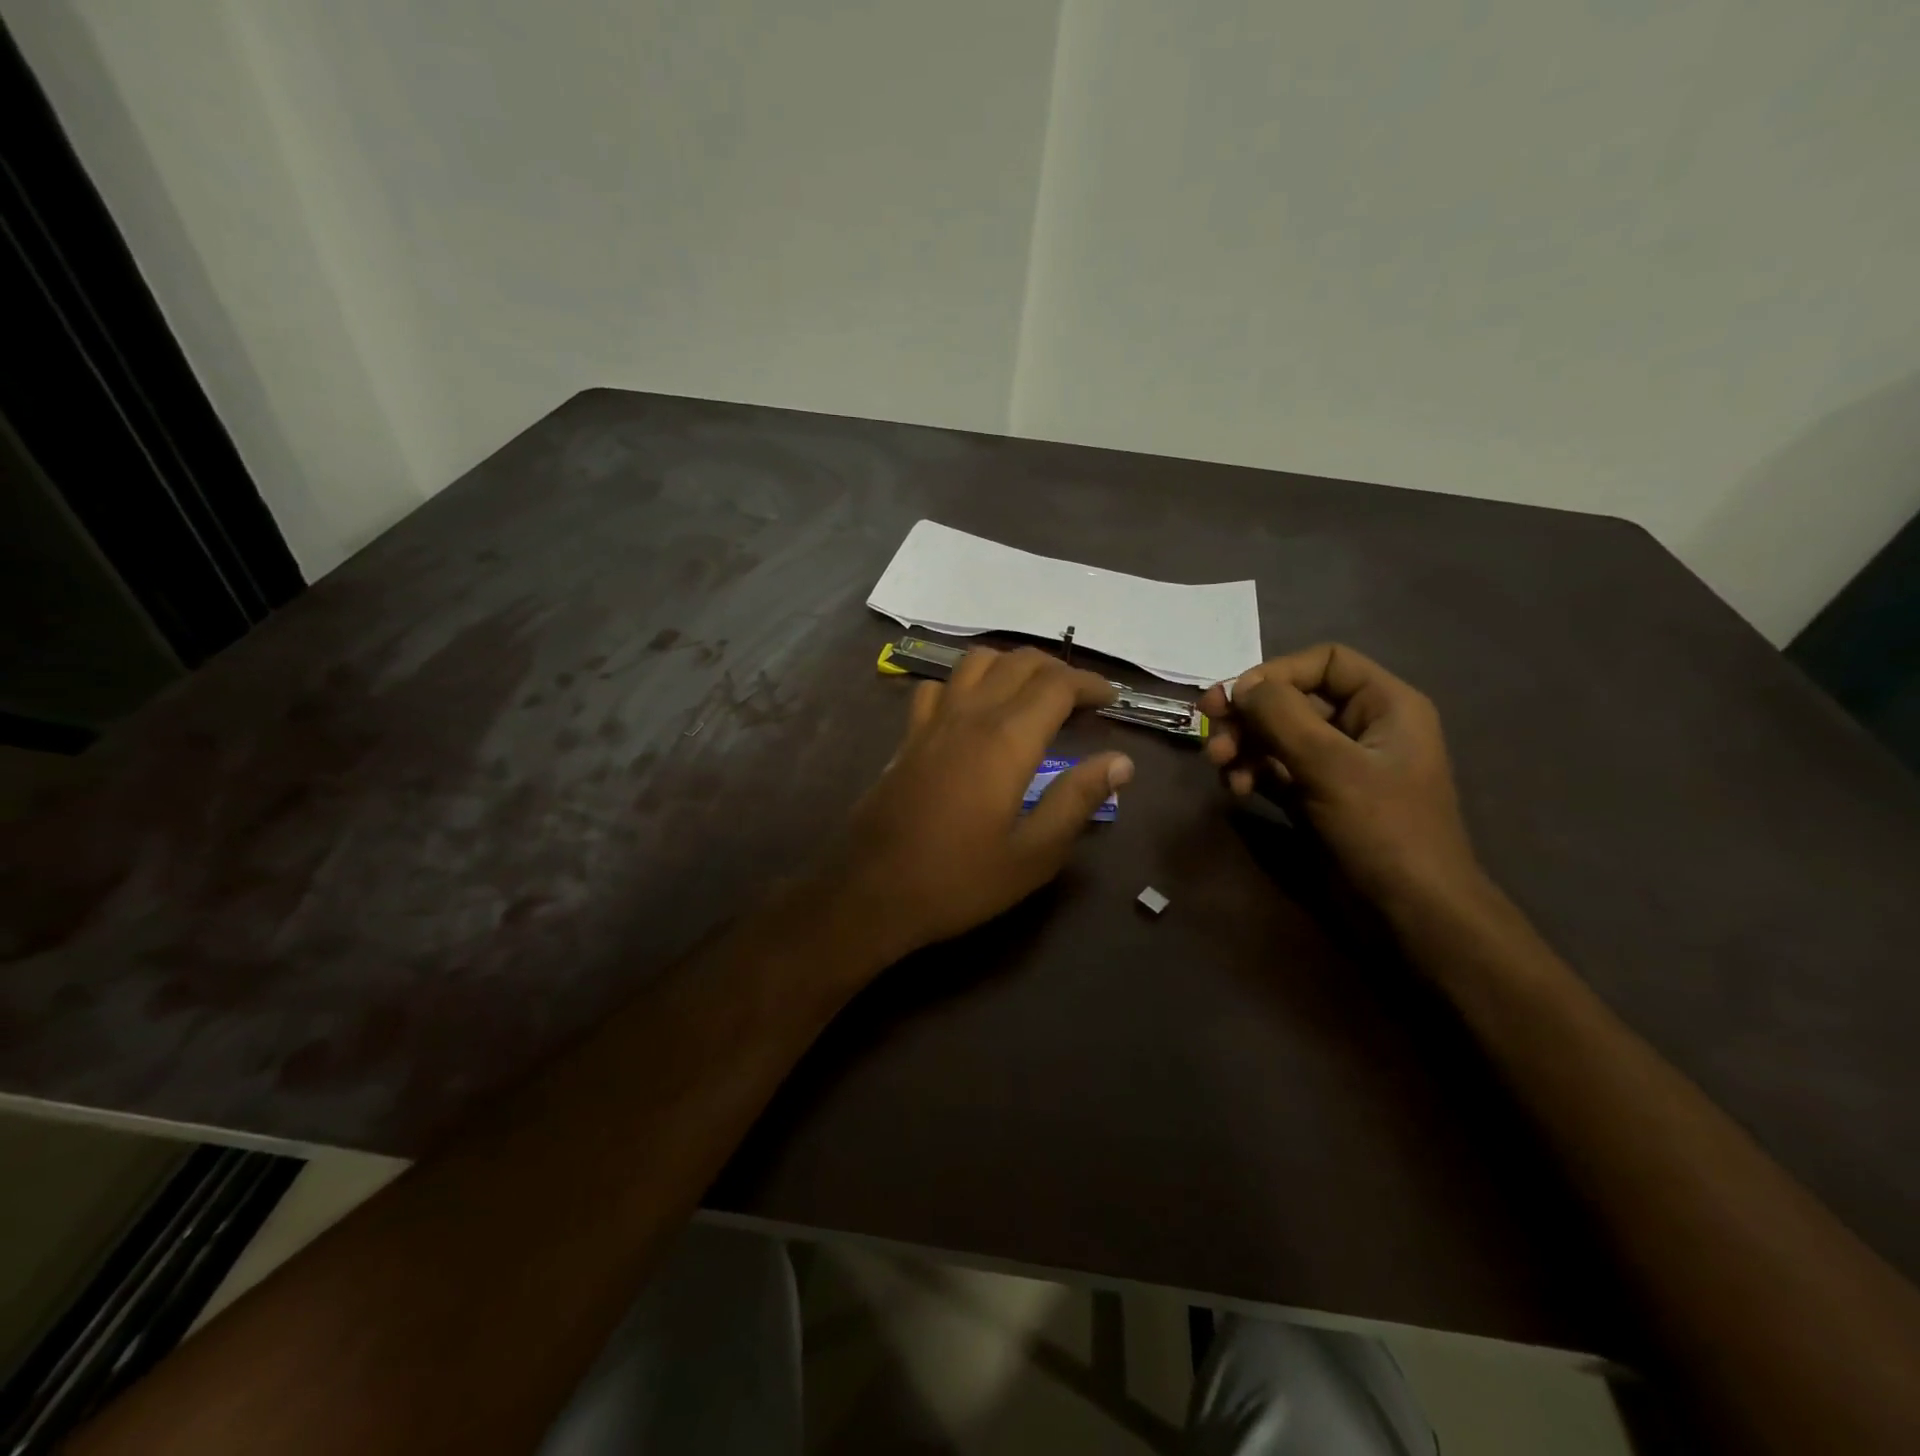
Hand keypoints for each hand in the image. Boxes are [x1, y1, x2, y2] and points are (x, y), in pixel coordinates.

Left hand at [833, 647, 1131, 960]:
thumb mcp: (1034, 854)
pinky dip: (964, 683)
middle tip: (1081, 699)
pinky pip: (937, 687)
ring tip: (1032, 694)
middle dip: (1057, 670)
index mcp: (1006, 740)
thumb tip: (1121, 761)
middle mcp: (969, 715)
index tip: (1111, 700)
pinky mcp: (907, 737)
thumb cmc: (960, 880)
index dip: (1090, 684)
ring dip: (1011, 665)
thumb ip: (1078, 800)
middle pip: (1018, 661)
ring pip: (975, 662)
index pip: (1057, 685)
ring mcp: (932, 722)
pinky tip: (972, 709)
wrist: (873, 892)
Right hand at [1196, 643, 1481, 908]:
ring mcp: (1338, 764)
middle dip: (1249, 715)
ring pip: (1278, 736)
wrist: (1410, 912)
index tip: (1236, 698)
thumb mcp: (1331, 766)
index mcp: (1385, 705)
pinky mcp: (1318, 796)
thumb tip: (1241, 686)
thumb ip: (1282, 717)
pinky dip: (1252, 773)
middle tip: (1209, 730)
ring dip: (1243, 745)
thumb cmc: (1382, 829)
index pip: (1324, 662)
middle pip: (1293, 699)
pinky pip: (1276, 769)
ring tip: (1219, 767)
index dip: (1277, 672)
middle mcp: (1362, 727)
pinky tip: (1235, 790)